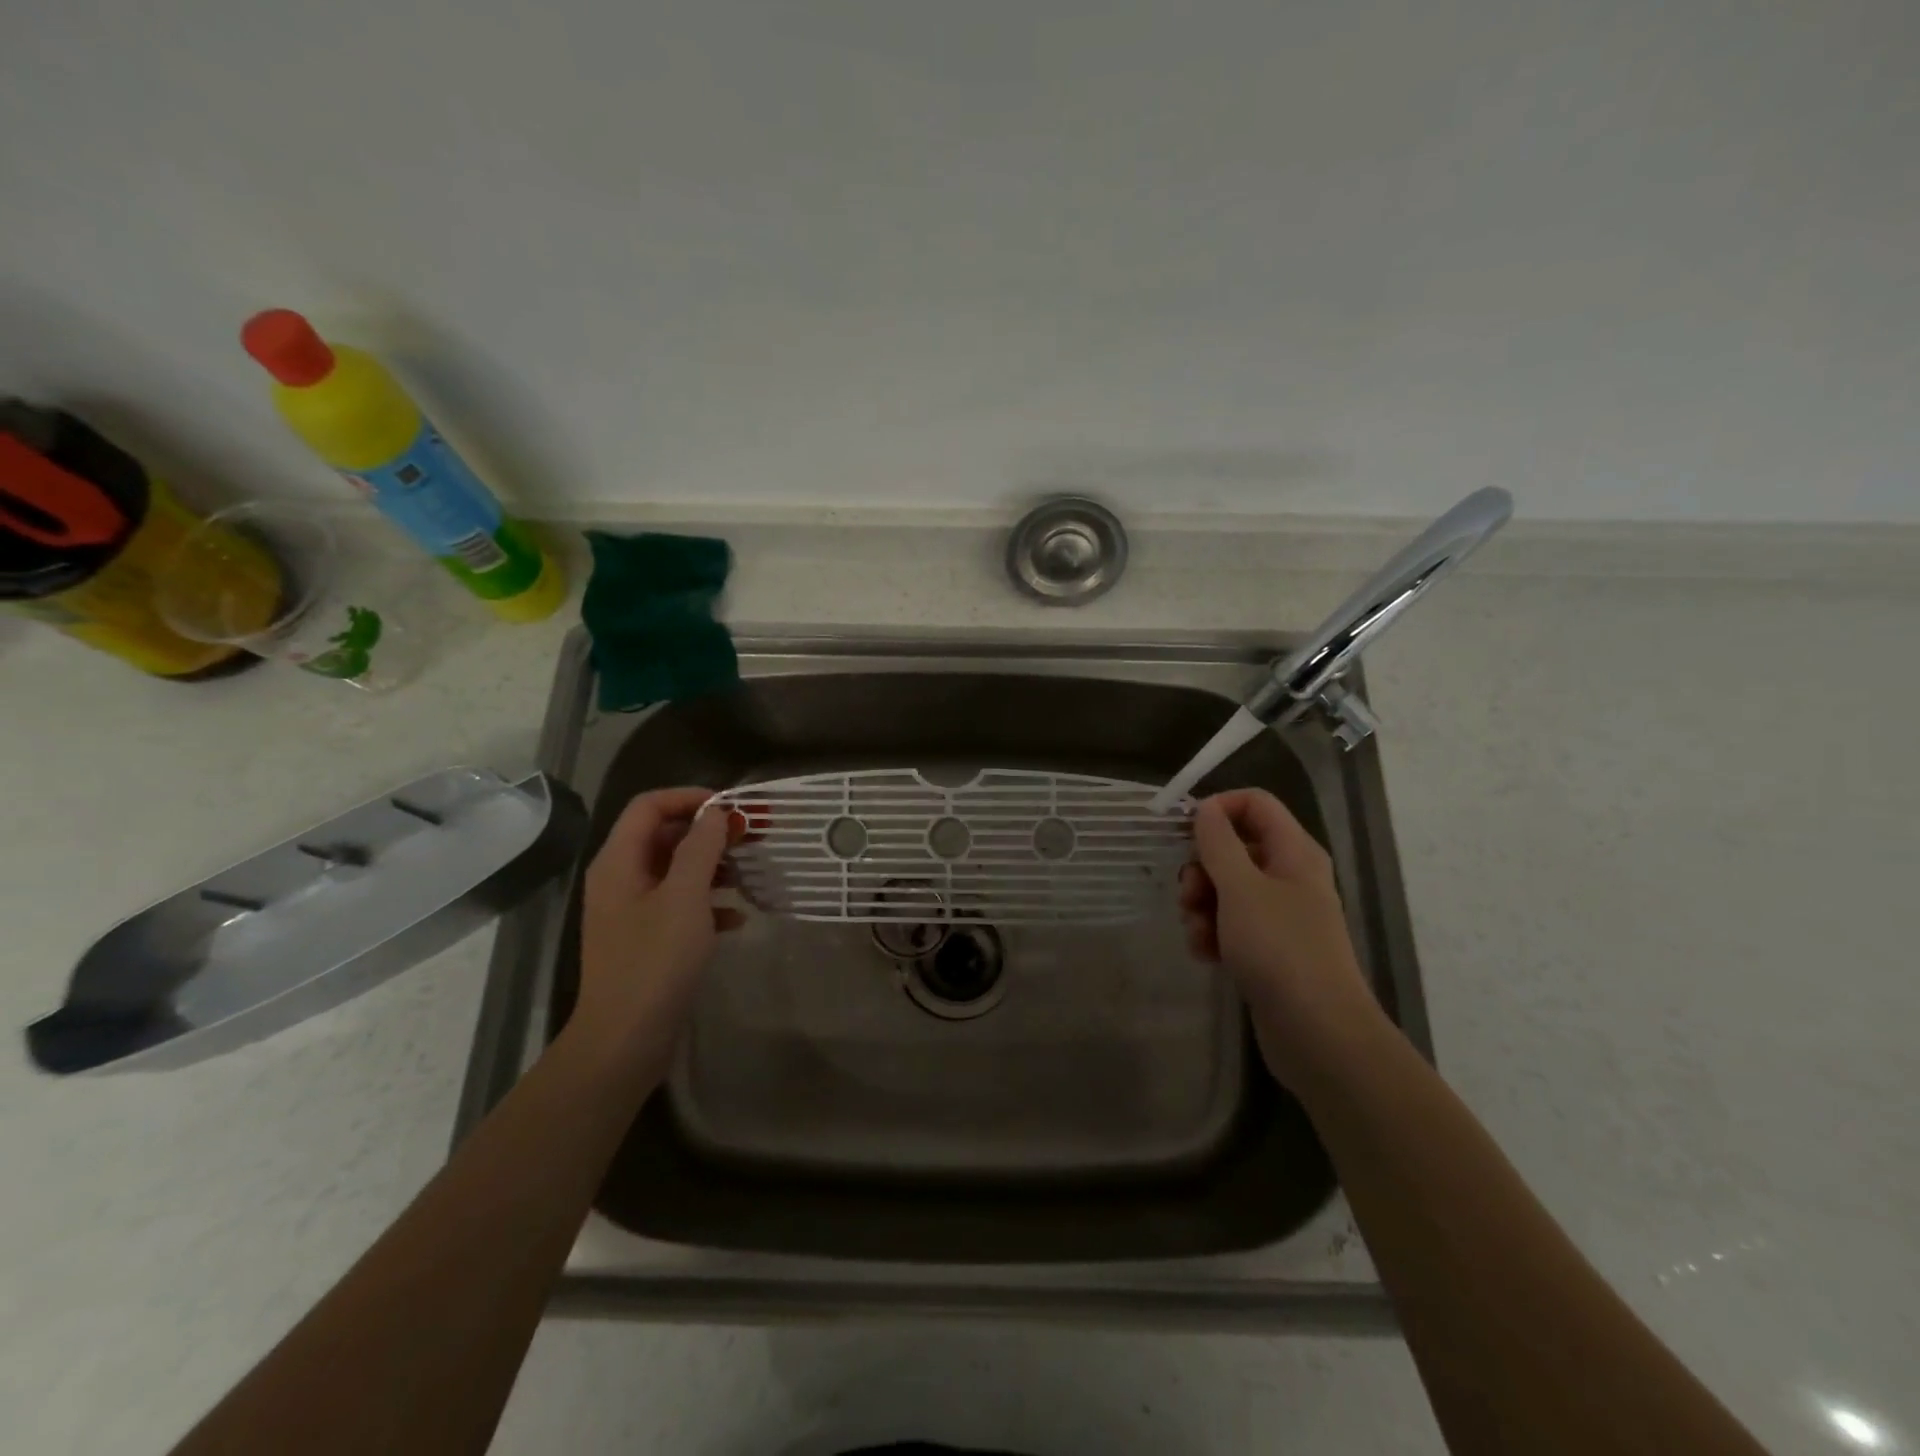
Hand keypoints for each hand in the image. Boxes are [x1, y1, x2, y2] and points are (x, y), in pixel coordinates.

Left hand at [571, 787, 739, 1067]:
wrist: (625, 1040)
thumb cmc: (654, 961)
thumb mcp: (685, 897)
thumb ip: (701, 848)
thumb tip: (716, 812)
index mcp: (619, 862)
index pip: (650, 806)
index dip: (690, 798)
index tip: (732, 808)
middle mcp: (621, 879)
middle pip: (664, 836)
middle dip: (707, 833)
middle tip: (749, 839)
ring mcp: (632, 911)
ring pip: (675, 871)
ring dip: (712, 867)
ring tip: (748, 877)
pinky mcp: (647, 939)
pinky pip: (679, 905)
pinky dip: (708, 903)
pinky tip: (737, 919)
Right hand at [1178, 789, 1383, 1082]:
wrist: (1318, 1033)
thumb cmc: (1280, 949)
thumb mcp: (1240, 888)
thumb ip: (1218, 843)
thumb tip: (1206, 808)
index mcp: (1293, 851)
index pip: (1254, 804)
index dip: (1218, 809)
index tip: (1184, 831)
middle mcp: (1289, 875)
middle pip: (1234, 848)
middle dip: (1202, 869)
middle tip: (1188, 894)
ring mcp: (1279, 914)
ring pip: (1227, 889)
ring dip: (1202, 906)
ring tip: (1198, 933)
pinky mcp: (1268, 947)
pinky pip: (1231, 924)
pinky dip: (1213, 933)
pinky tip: (1206, 955)